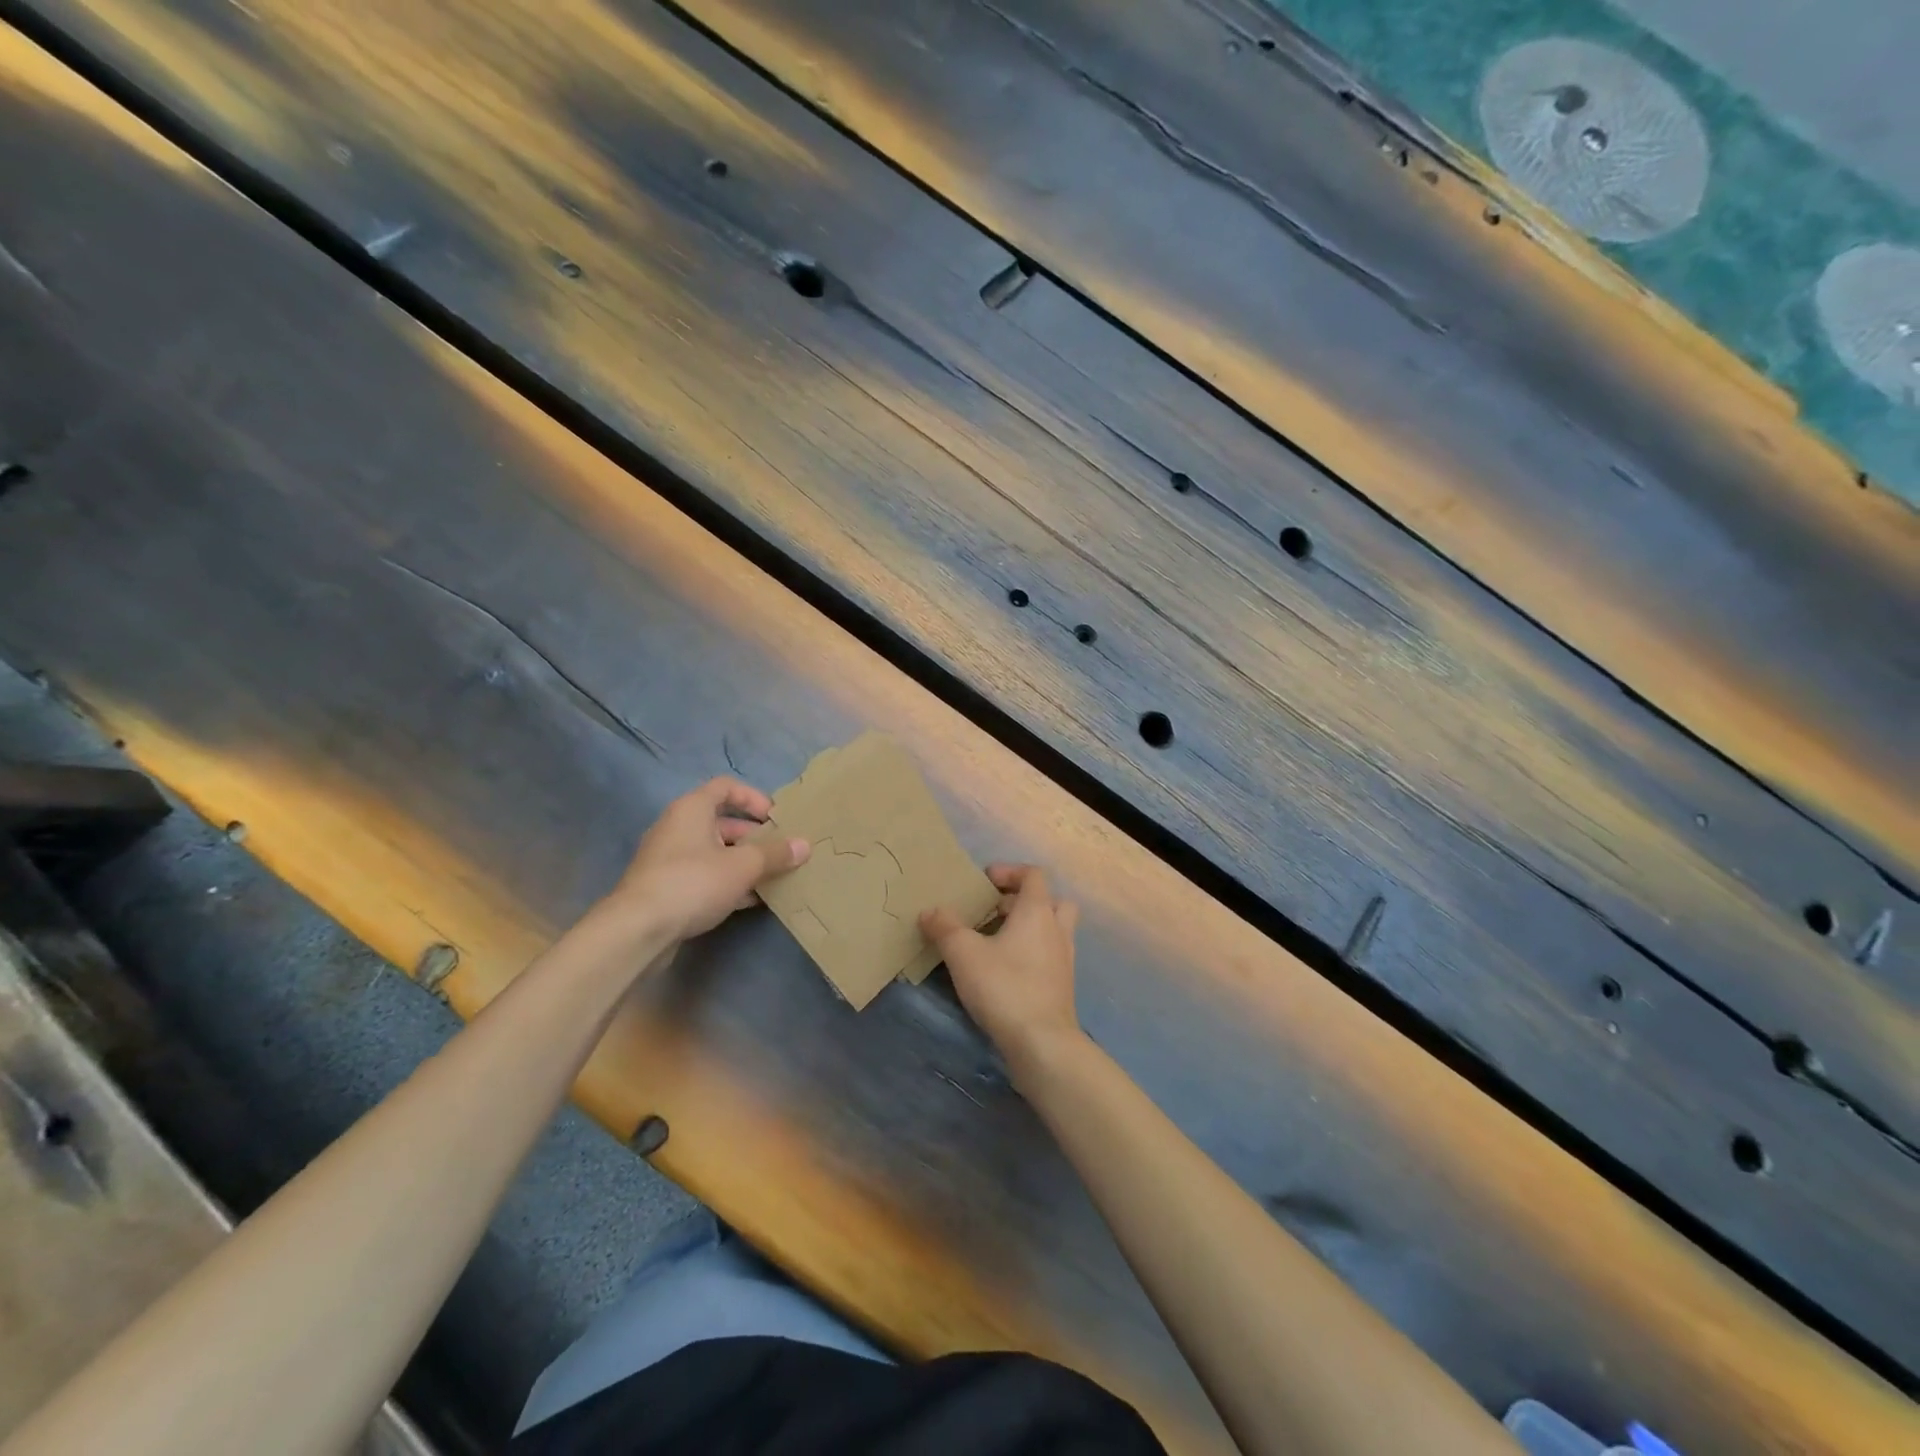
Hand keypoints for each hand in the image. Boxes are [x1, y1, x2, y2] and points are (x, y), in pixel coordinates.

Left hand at [605, 778, 808, 944]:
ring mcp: (669, 859)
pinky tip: (750, 900)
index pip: (726, 787)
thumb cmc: (693, 882)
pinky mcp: (666, 888)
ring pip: (715, 852)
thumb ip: (775, 854)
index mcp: (692, 809)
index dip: (754, 798)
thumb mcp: (743, 866)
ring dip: (743, 862)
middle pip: (722, 822)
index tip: (776, 819)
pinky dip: (727, 883)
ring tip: (772, 878)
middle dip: (754, 837)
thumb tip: (805, 845)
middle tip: (780, 853)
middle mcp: (678, 827)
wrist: (638, 929)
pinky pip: (704, 876)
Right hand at [920, 864, 1081, 1076]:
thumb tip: (930, 911)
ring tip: (996, 940)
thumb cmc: (1004, 986)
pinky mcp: (1062, 986)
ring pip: (1052, 929)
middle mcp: (1056, 929)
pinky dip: (1031, 953)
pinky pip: (1049, 955)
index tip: (985, 882)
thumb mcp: (963, 953)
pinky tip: (1005, 970)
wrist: (1042, 1042)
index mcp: (1037, 911)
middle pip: (1049, 900)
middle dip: (1021, 900)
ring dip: (1028, 927)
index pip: (1033, 875)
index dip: (1009, 872)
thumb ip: (944, 927)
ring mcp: (1064, 959)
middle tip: (993, 912)